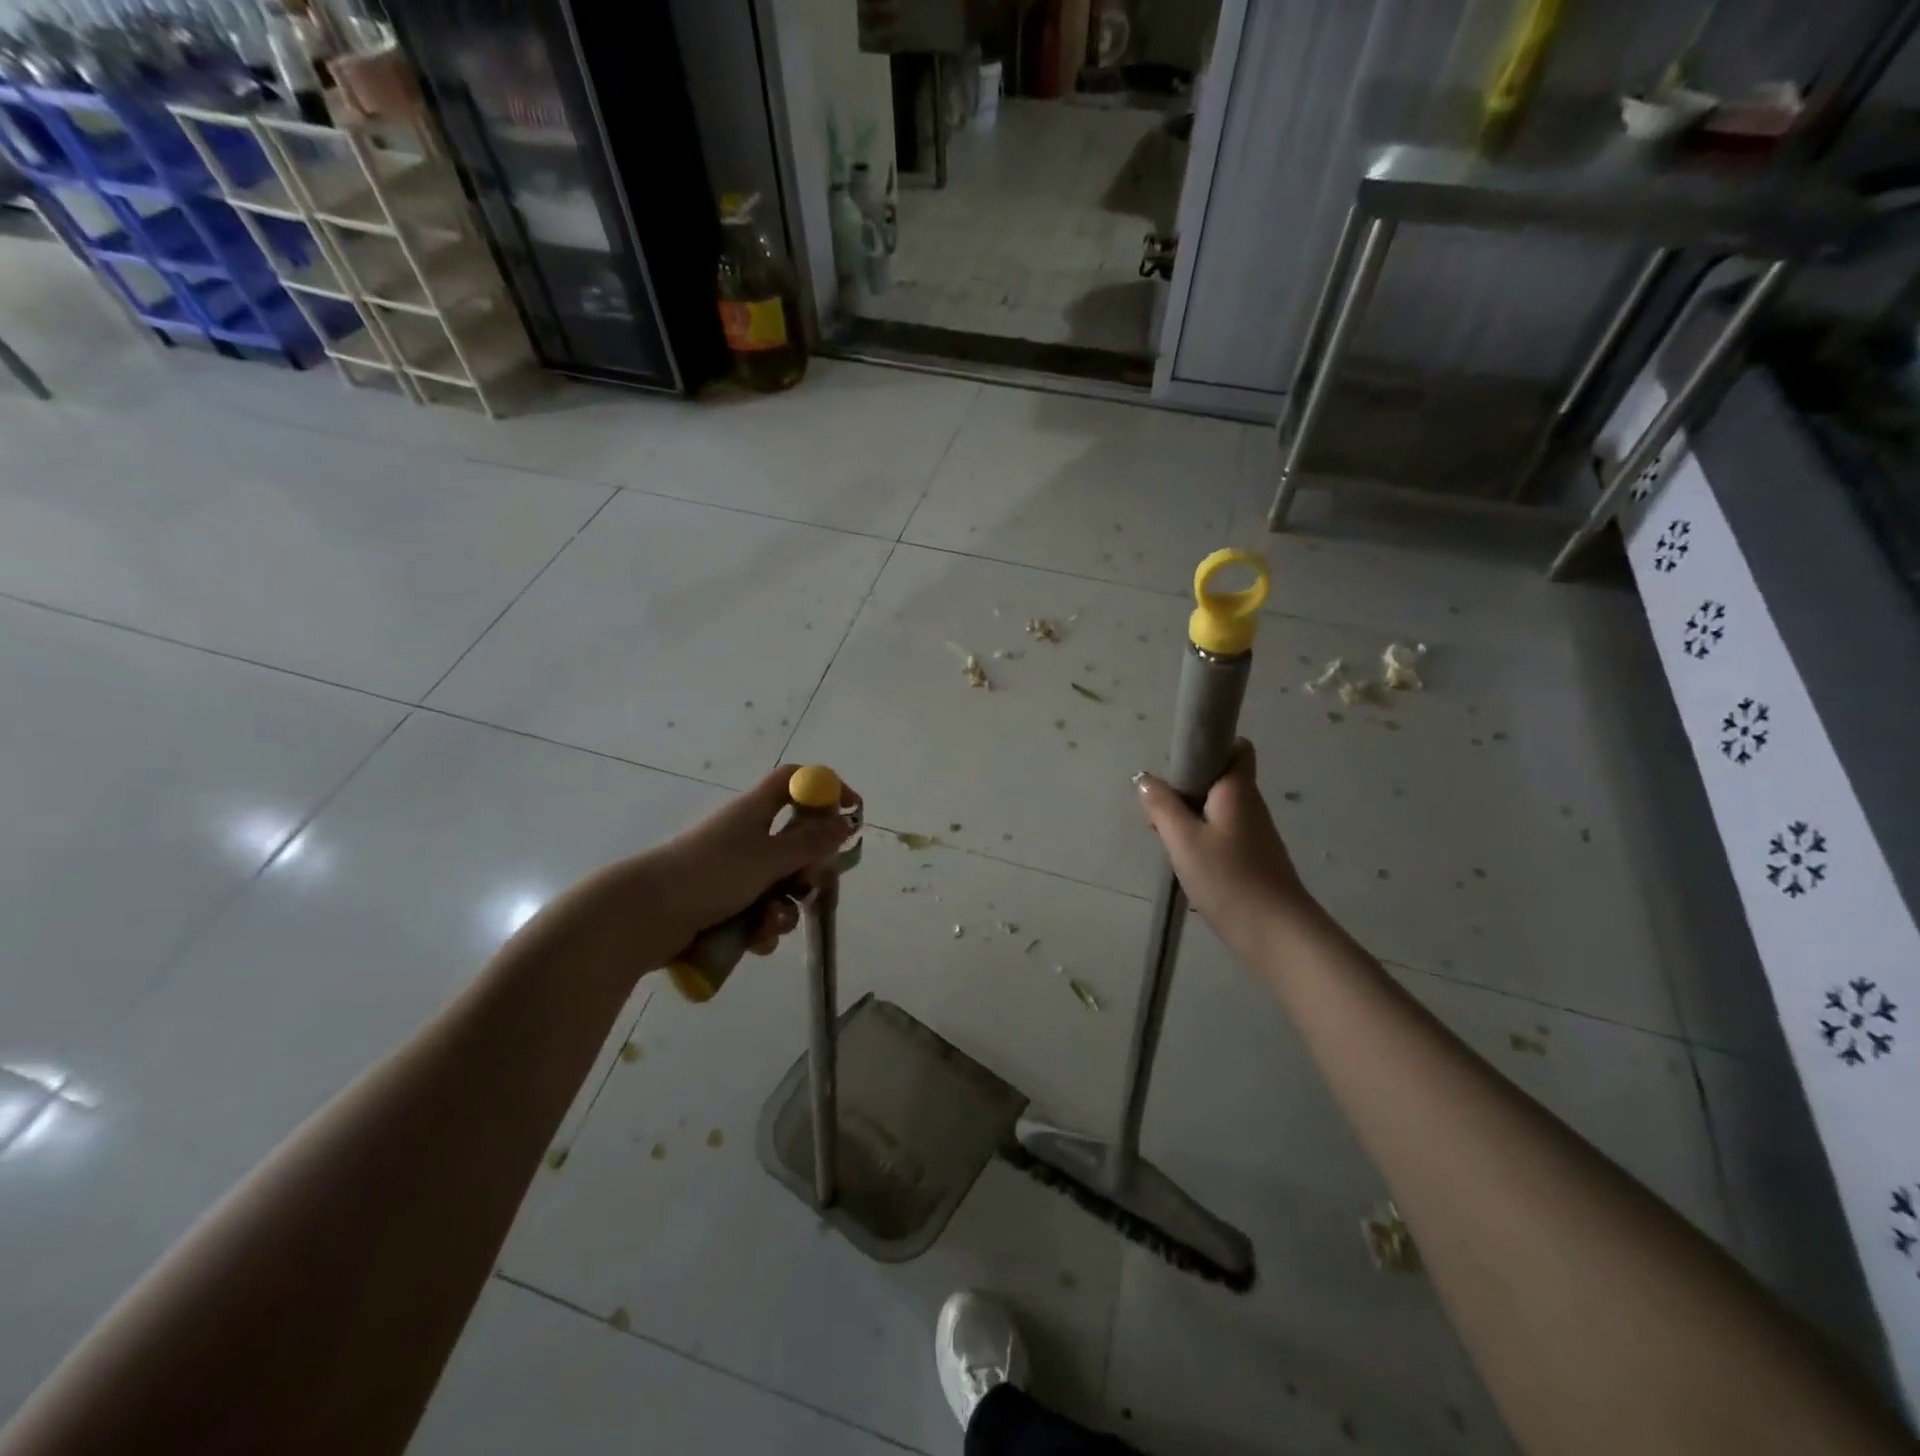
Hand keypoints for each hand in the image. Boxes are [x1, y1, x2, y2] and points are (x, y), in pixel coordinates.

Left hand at [643, 764, 860, 956]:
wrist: (644, 915)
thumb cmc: (712, 874)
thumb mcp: (770, 858)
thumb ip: (812, 842)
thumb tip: (847, 821)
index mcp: (755, 810)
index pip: (795, 780)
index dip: (825, 788)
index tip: (850, 810)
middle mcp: (745, 834)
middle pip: (795, 839)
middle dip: (809, 868)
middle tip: (810, 884)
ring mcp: (732, 870)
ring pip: (778, 883)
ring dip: (784, 907)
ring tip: (770, 924)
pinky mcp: (720, 902)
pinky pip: (757, 910)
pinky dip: (761, 926)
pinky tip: (754, 941)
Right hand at [1135, 741, 1314, 957]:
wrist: (1276, 934)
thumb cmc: (1228, 879)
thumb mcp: (1183, 840)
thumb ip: (1162, 806)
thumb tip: (1146, 779)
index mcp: (1238, 791)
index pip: (1237, 748)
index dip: (1211, 748)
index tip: (1180, 766)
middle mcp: (1251, 806)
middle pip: (1221, 780)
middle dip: (1189, 788)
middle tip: (1161, 811)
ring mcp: (1256, 834)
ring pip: (1220, 810)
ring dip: (1193, 817)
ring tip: (1168, 840)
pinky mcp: (1255, 860)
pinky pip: (1225, 835)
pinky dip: (1204, 840)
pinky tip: (1188, 864)